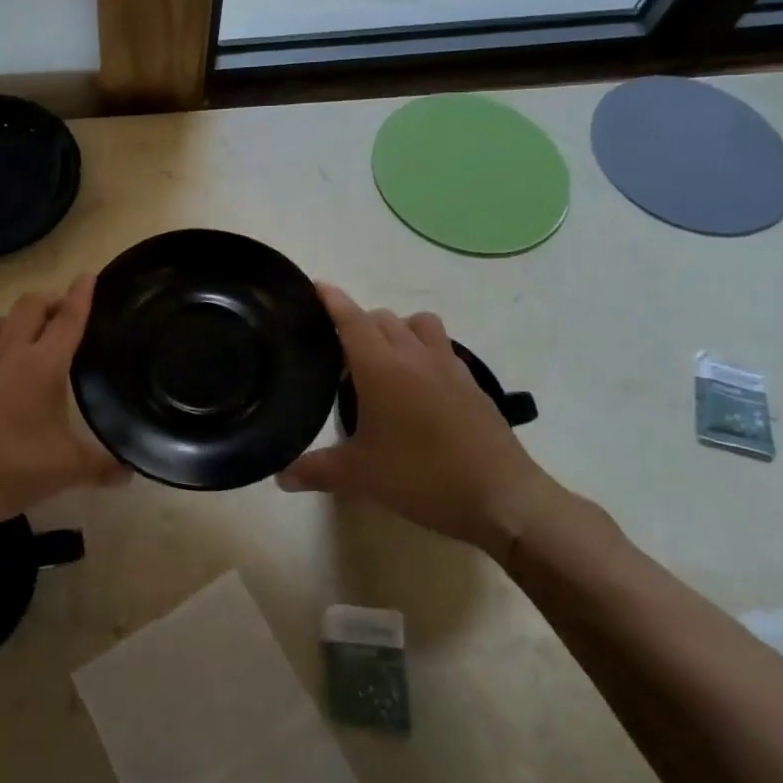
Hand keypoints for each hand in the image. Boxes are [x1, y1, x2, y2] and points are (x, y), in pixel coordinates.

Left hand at [0, 274, 127, 528]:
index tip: (88, 275)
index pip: (68, 321)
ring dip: (13, 320)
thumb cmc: (14, 468)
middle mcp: (10, 357)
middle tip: (64, 313)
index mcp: (43, 366)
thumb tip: (131, 471)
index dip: (81, 296)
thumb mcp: (69, 469)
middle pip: (28, 308)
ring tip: (28, 328)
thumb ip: (103, 466)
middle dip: (48, 302)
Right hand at [280, 284, 552, 550]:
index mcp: (380, 367)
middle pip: (381, 318)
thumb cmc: (422, 478)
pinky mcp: (472, 382)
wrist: (502, 497)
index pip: (350, 319)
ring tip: (382, 361)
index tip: (314, 286)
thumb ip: (316, 470)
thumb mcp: (360, 477)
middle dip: (357, 322)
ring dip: (396, 329)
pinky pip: (441, 347)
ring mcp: (448, 366)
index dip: (331, 299)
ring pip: (417, 323)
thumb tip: (281, 477)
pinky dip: (423, 350)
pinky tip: (417, 386)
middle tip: (339, 352)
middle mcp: (413, 355)